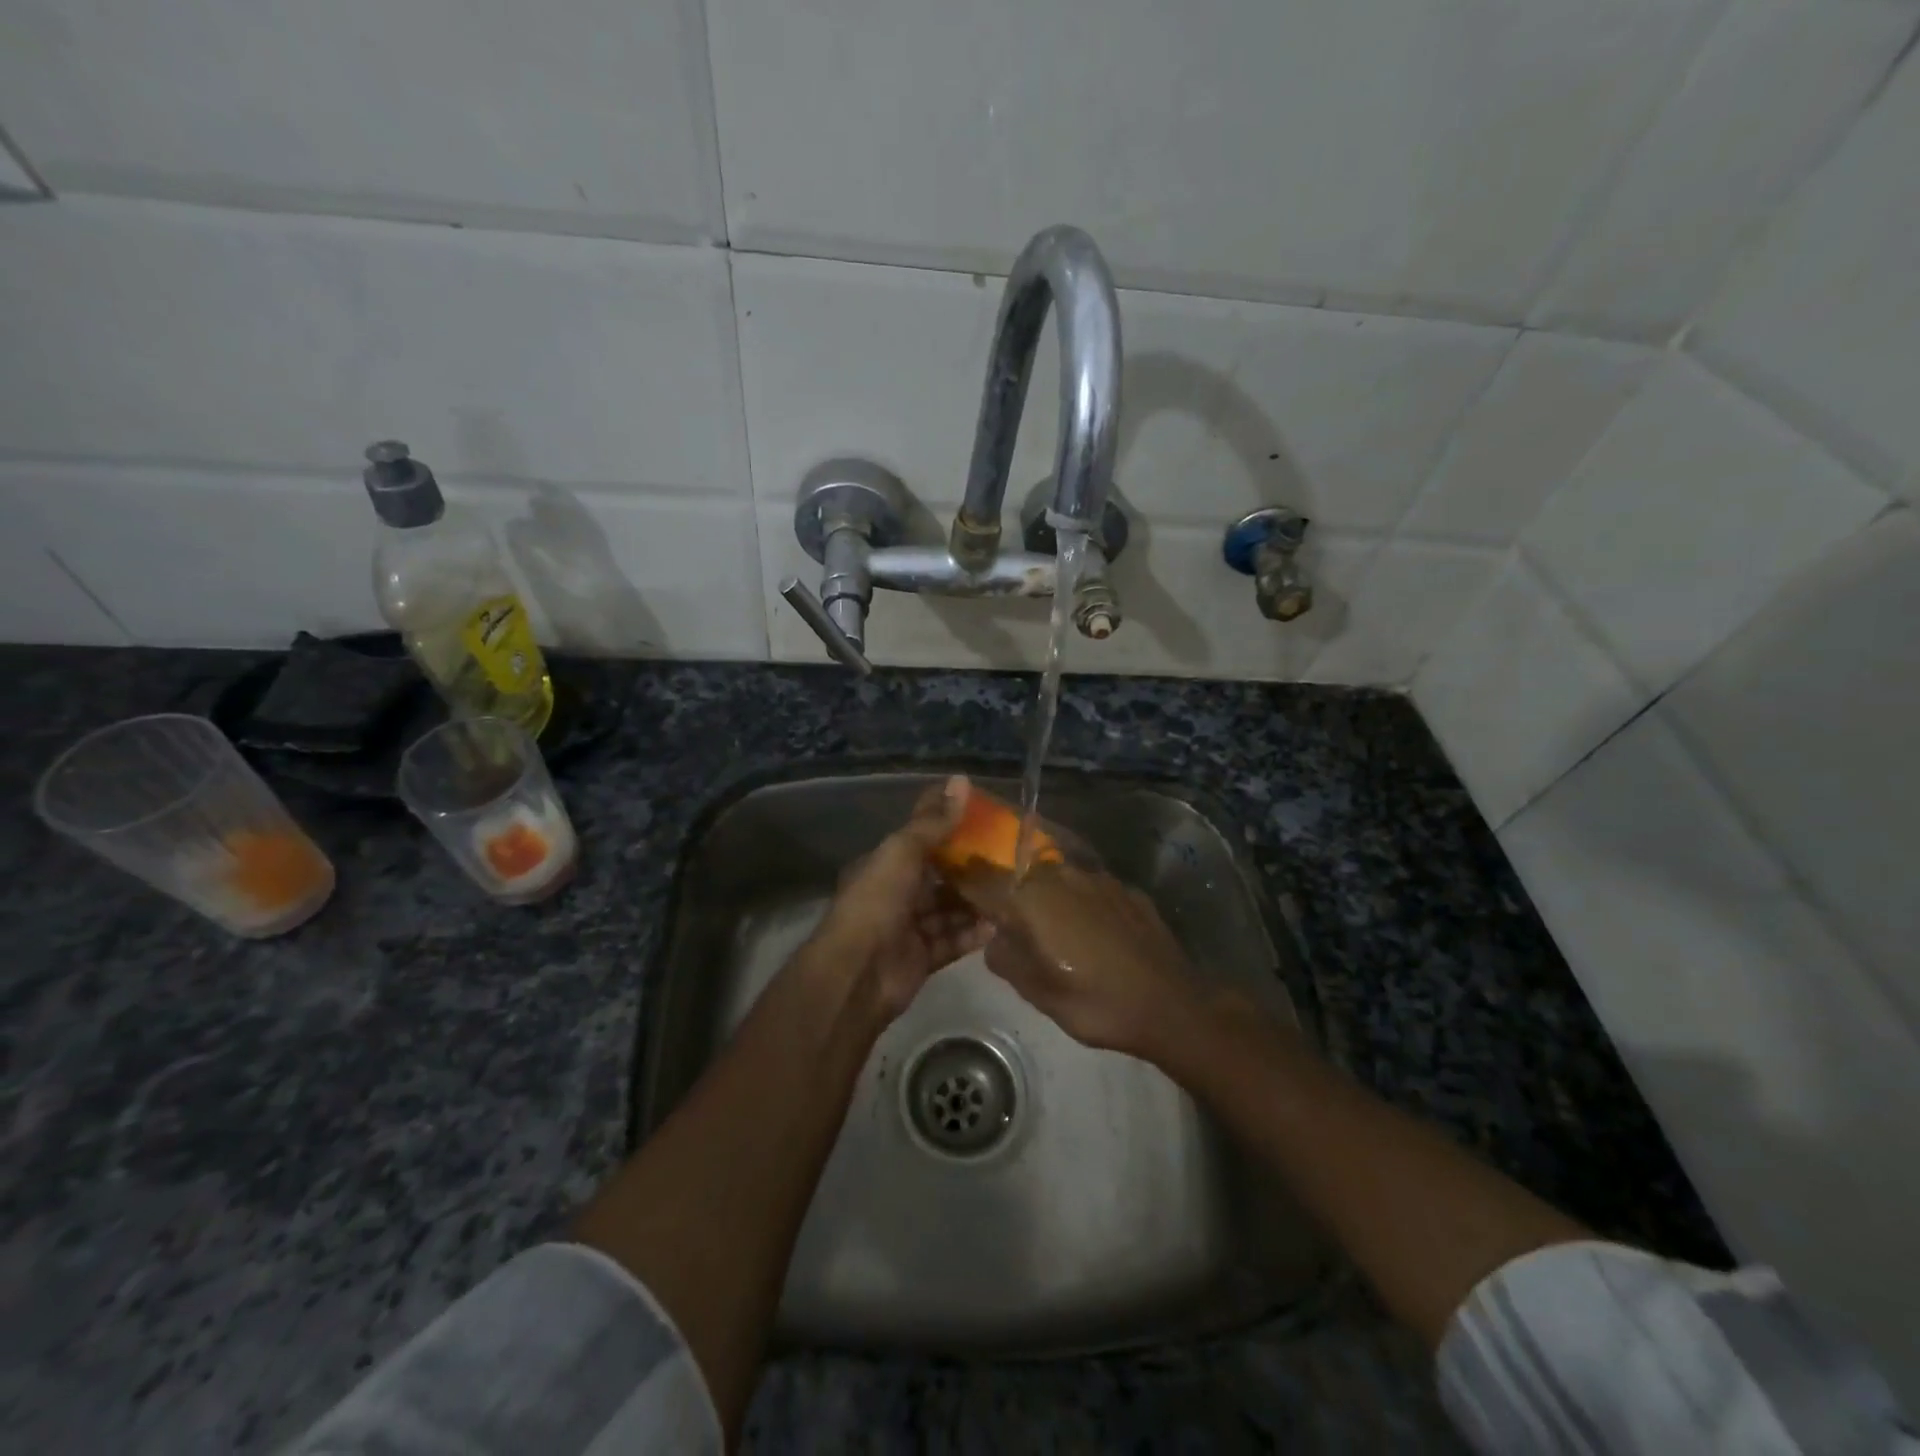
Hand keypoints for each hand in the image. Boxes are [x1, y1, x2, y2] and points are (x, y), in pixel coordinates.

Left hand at [803, 776, 993, 1019]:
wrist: (858, 972)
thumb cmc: (878, 901)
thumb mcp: (903, 851)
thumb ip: (934, 822)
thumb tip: (961, 779)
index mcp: (885, 864)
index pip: (920, 838)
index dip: (948, 827)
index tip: (985, 818)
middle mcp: (896, 893)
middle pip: (938, 876)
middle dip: (969, 868)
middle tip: (1008, 857)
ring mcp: (909, 927)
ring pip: (948, 910)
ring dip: (975, 902)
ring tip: (1012, 890)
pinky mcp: (922, 958)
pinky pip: (953, 941)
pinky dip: (973, 934)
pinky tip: (999, 925)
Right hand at [964, 861, 1205, 1062]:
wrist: (1171, 1005)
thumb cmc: (1097, 1004)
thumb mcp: (1039, 994)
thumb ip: (1006, 959)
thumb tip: (994, 938)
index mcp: (1032, 900)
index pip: (983, 880)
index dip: (964, 881)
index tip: (952, 885)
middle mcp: (1061, 877)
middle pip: (1019, 873)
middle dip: (1006, 888)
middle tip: (1002, 914)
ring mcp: (1097, 879)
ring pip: (1056, 877)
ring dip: (1044, 894)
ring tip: (1048, 924)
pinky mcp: (1126, 889)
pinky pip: (1088, 888)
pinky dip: (1079, 902)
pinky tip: (1088, 929)